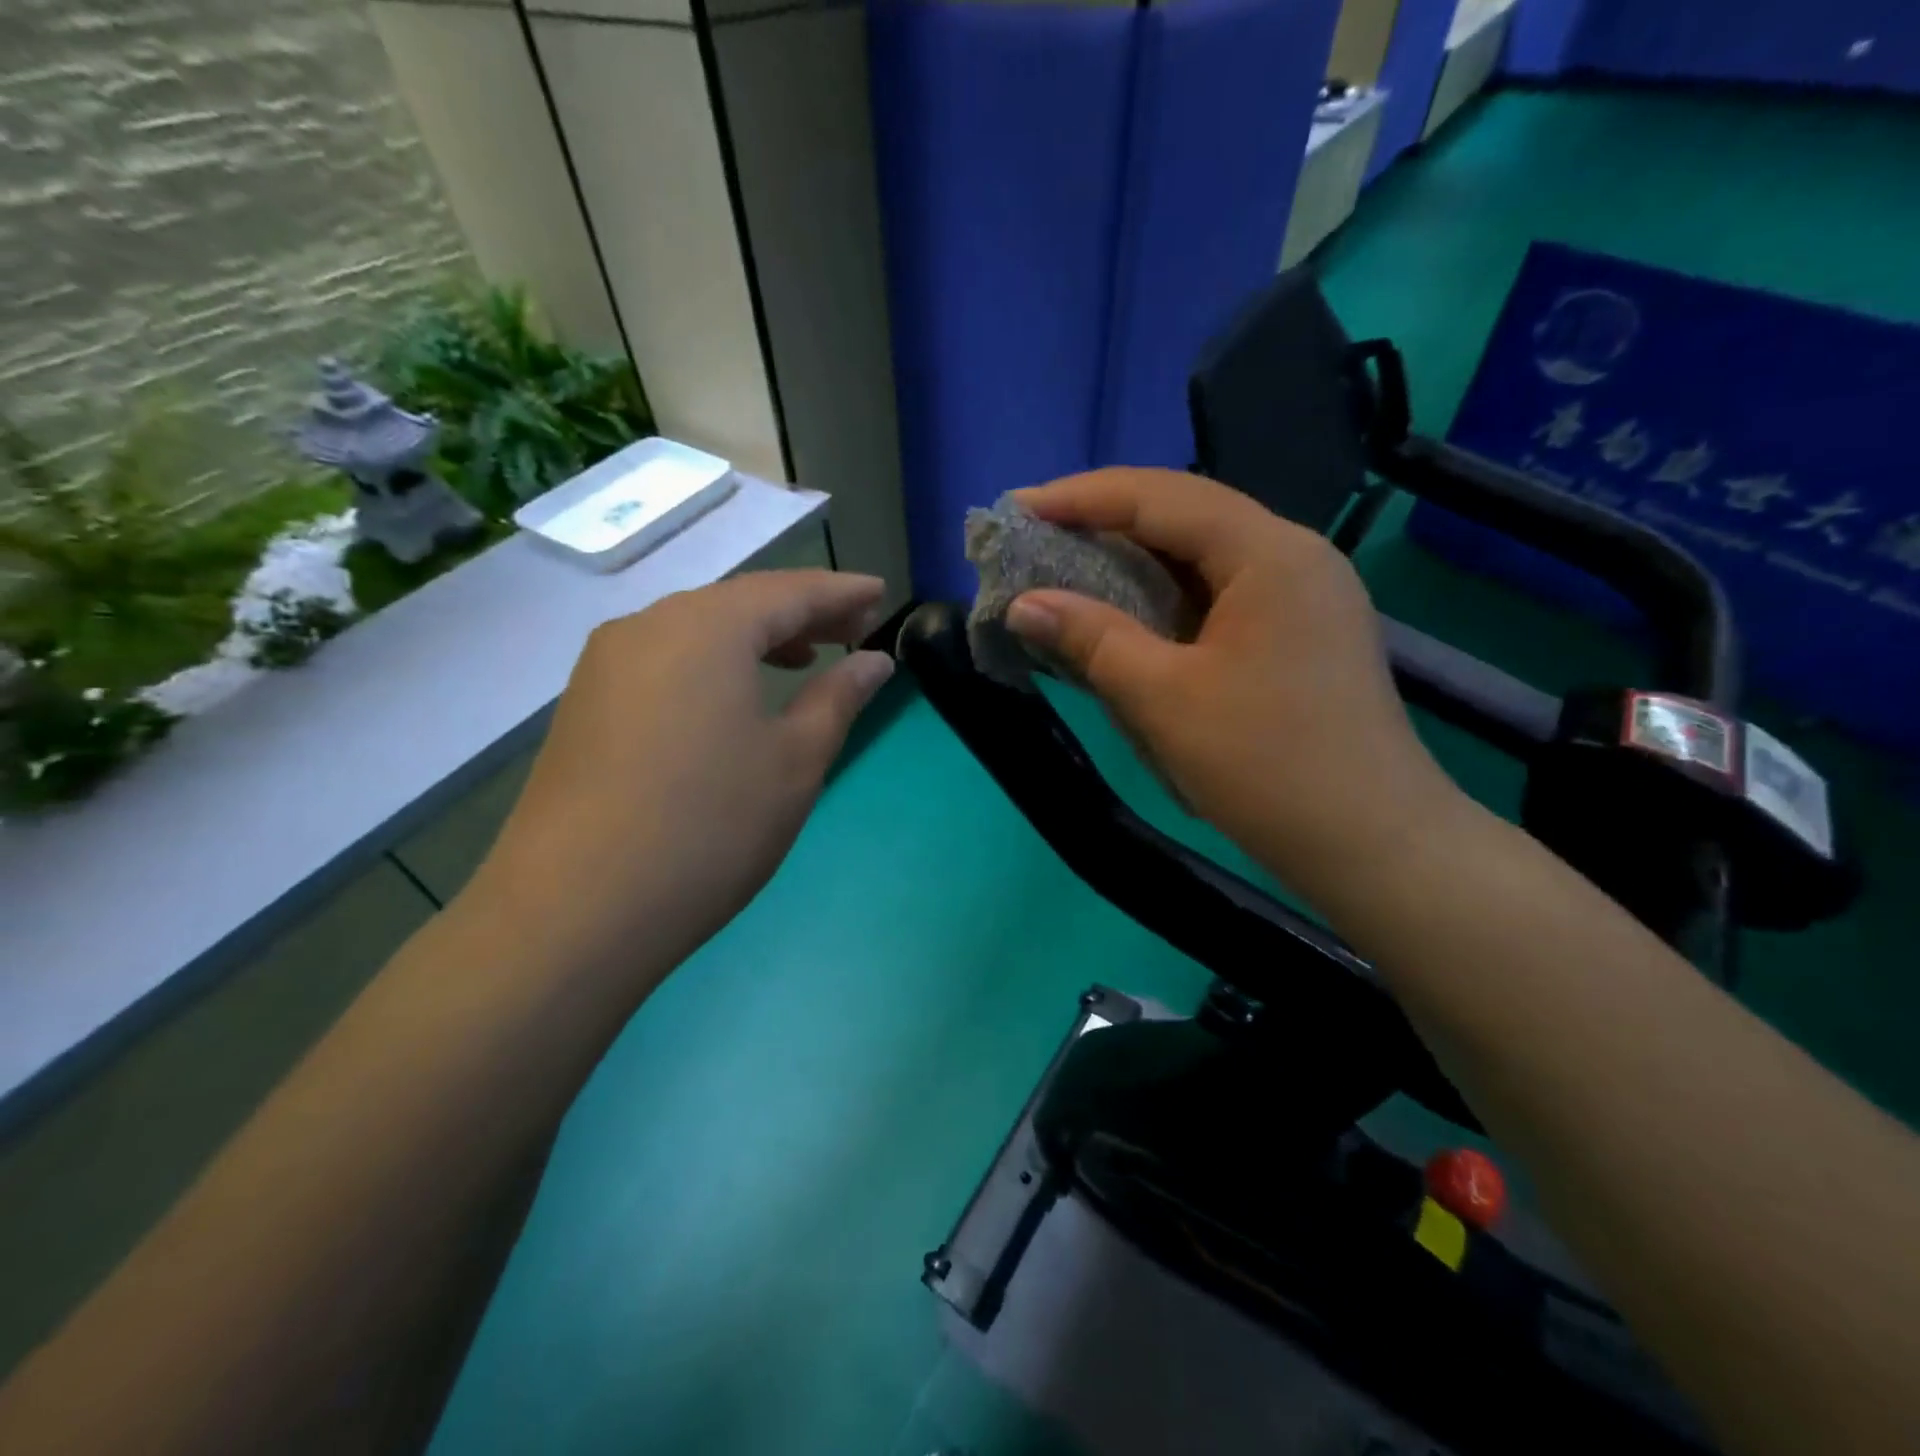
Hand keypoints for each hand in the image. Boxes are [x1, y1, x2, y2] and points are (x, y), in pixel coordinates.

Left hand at [469, 570, 893, 987]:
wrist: (576, 910)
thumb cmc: (710, 826)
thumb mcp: (795, 760)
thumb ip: (838, 697)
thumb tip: (873, 660)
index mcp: (707, 627)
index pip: (789, 591)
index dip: (840, 592)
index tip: (880, 593)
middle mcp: (649, 627)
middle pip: (739, 604)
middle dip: (800, 613)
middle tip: (852, 629)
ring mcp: (606, 665)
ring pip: (697, 631)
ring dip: (756, 638)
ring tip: (801, 661)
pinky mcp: (586, 704)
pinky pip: (665, 661)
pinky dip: (713, 664)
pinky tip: (732, 698)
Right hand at [1004, 468, 1459, 900]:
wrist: (1372, 845)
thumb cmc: (1266, 766)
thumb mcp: (1164, 699)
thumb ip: (1091, 639)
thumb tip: (1022, 603)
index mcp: (1269, 553)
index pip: (1162, 497)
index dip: (1081, 498)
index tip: (1017, 508)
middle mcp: (1293, 556)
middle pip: (1186, 515)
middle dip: (1106, 520)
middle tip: (1037, 536)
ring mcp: (1304, 595)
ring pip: (1203, 555)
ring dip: (1135, 559)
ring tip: (1069, 567)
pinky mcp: (1300, 633)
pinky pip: (1220, 593)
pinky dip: (1166, 597)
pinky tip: (1128, 613)